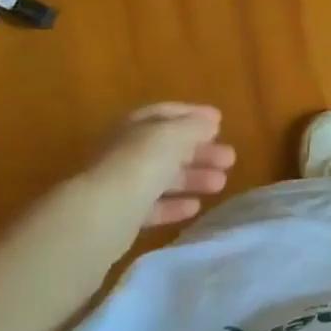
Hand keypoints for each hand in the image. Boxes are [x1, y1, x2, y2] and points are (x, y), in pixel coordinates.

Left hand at [88, 103, 236, 226]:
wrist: (101, 215)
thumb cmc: (140, 165)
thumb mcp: (173, 135)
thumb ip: (194, 126)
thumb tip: (210, 122)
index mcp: (135, 126)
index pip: (166, 114)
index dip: (193, 115)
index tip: (220, 122)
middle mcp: (127, 151)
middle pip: (168, 147)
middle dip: (200, 150)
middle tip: (230, 159)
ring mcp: (123, 184)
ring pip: (164, 177)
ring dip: (194, 177)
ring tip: (221, 184)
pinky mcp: (122, 216)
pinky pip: (154, 206)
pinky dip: (175, 205)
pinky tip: (195, 207)